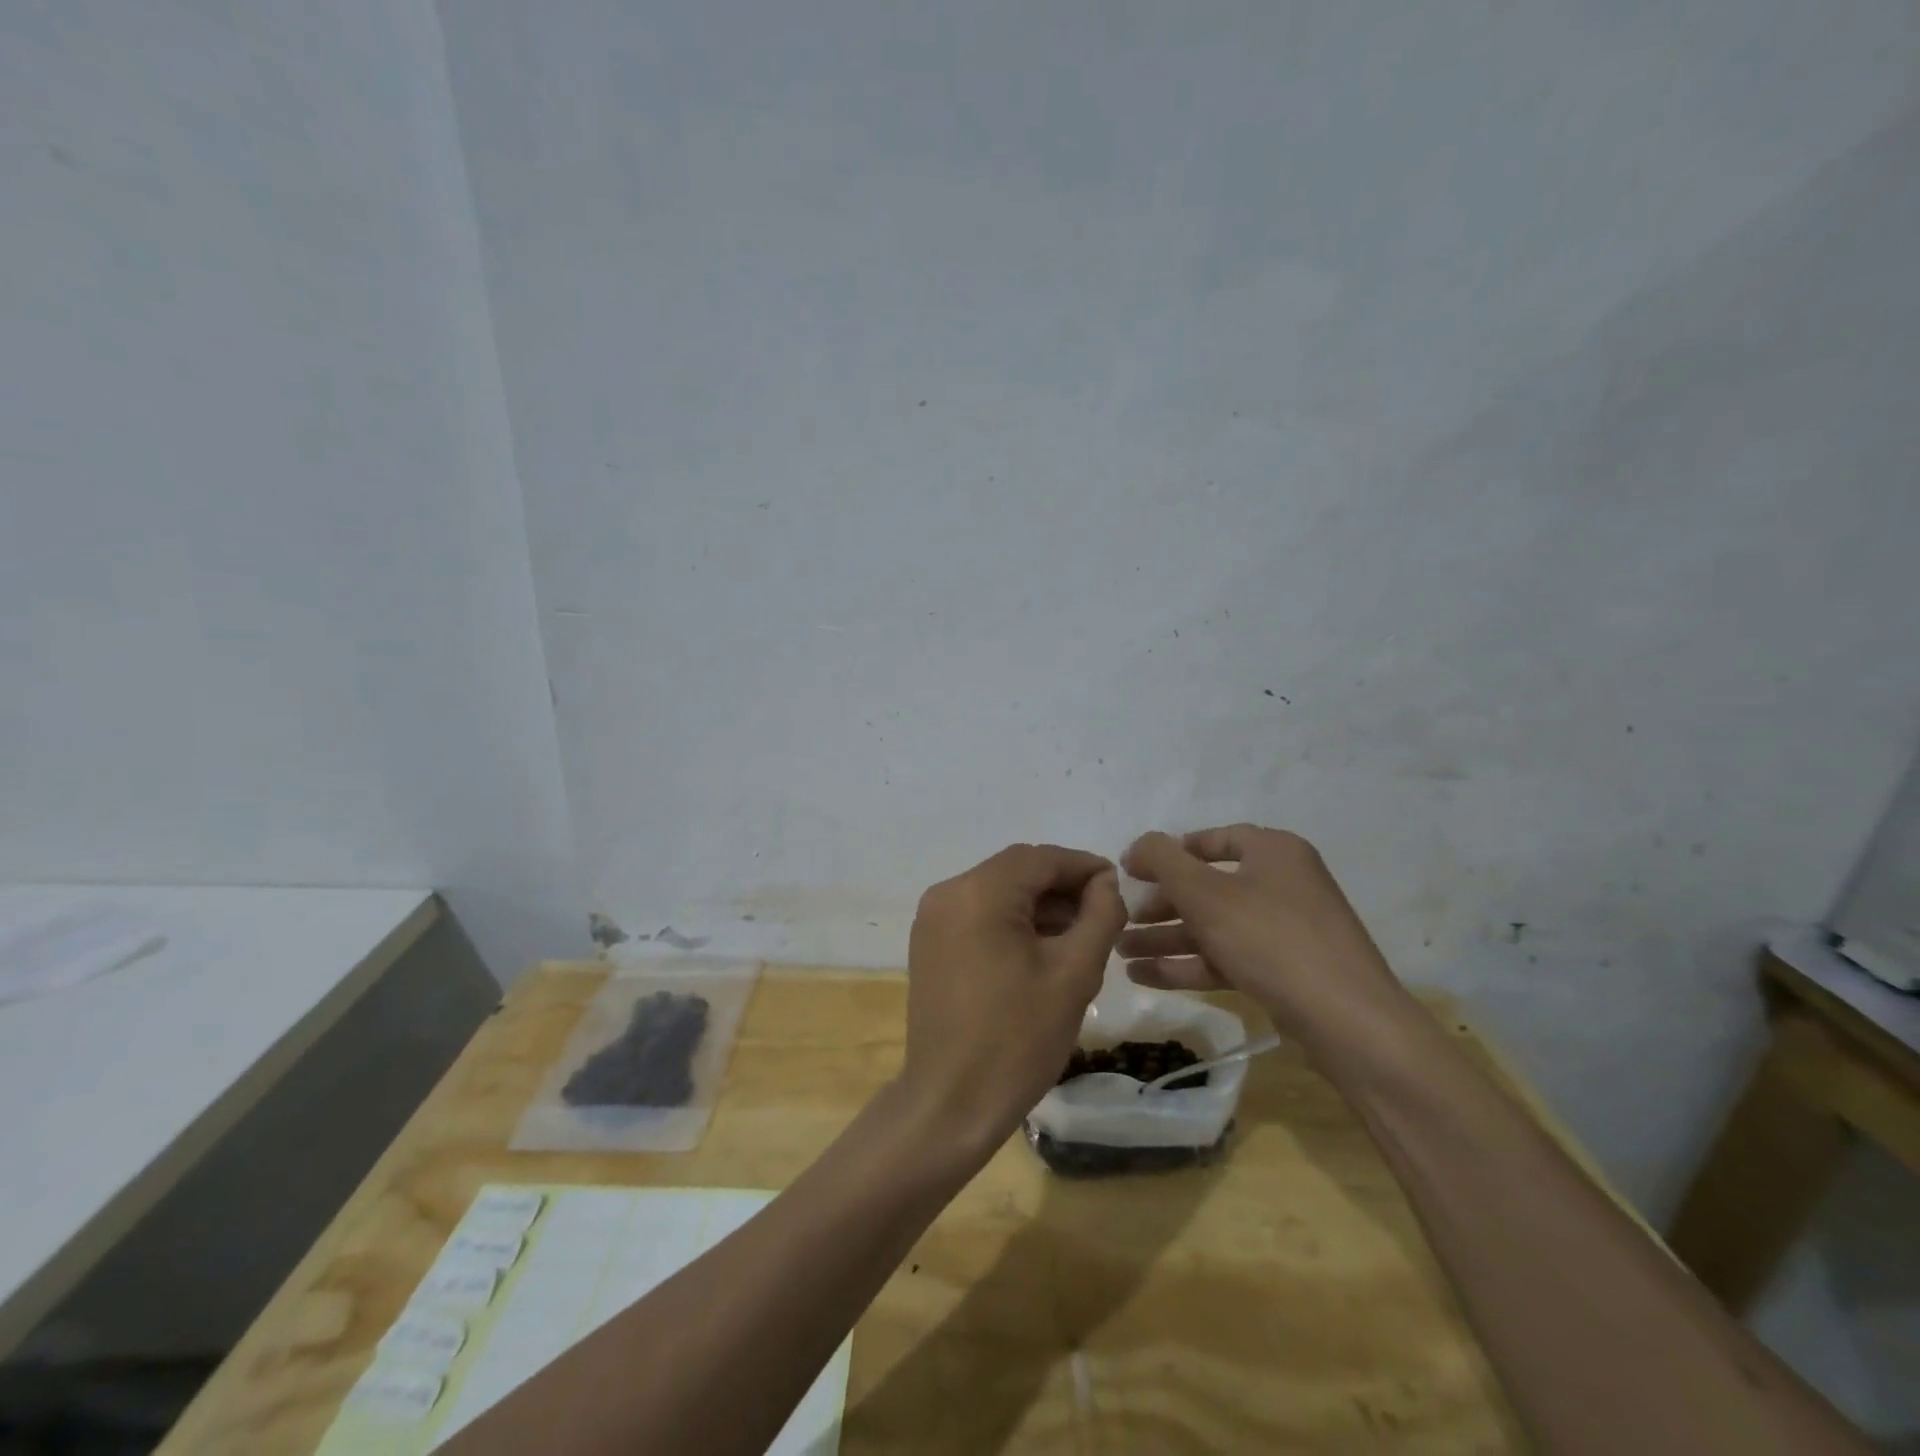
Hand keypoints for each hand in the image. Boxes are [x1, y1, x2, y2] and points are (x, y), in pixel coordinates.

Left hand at [899, 844, 1125, 1156]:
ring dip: (1039, 905)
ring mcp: (932, 918)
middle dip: (1063, 887)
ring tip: (1080, 936)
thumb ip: (1099, 916)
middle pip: (1017, 871)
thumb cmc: (1018, 1038)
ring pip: (998, 892)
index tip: (1119, 886)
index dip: (1084, 867)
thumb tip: (1106, 883)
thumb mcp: (1074, 974)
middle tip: (1104, 915)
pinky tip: (1042, 949)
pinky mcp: (930, 943)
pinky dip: (1012, 921)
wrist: (950, 1102)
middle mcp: (948, 892)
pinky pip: (979, 914)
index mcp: (979, 892)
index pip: (1041, 858)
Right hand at [1119, 825, 1408, 1043]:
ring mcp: (1286, 930)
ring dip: (1166, 938)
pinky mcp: (1285, 971)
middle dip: (1161, 905)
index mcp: (1273, 852)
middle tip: (1125, 919)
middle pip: (1208, 887)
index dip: (1168, 853)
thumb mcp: (1205, 892)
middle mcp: (1282, 883)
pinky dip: (1188, 964)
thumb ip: (1162, 860)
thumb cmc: (1271, 939)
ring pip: (1214, 926)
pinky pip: (1227, 957)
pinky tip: (1145, 976)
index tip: (1132, 872)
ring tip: (1121, 952)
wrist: (1348, 1022)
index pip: (1211, 840)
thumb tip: (1138, 845)